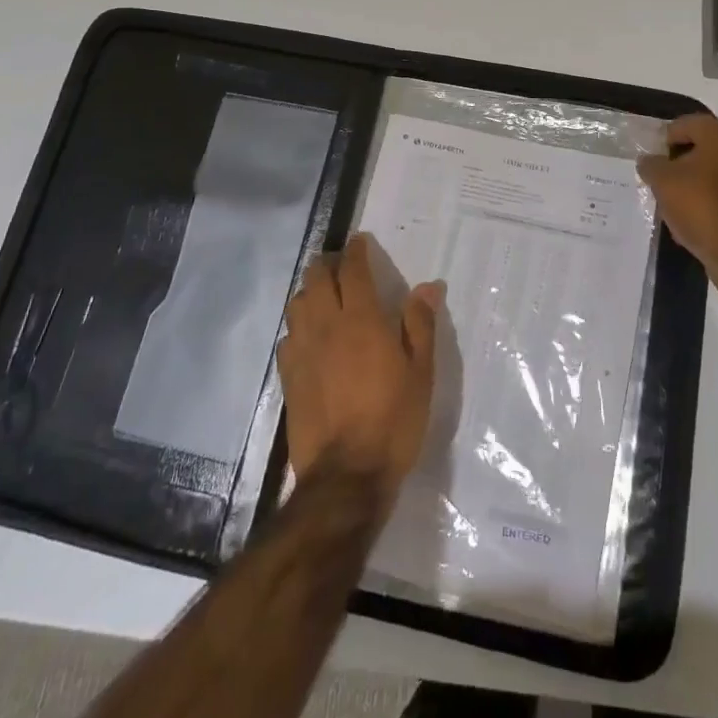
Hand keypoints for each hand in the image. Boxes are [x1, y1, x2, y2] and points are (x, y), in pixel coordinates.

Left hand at [277, 233, 440, 502]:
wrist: (346, 476)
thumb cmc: (393, 420)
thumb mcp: (421, 373)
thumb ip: (421, 324)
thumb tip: (428, 286)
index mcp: (362, 320)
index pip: (352, 270)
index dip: (355, 250)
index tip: (360, 241)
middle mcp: (327, 326)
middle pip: (317, 278)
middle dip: (328, 263)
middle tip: (342, 264)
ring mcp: (302, 350)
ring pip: (298, 303)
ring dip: (310, 291)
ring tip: (326, 296)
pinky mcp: (288, 376)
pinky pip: (288, 336)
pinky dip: (299, 325)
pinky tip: (311, 337)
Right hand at [638, 114, 717, 291]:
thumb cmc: (703, 208)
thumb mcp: (664, 182)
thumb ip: (651, 165)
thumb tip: (649, 160)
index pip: (686, 123)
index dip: (663, 139)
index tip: (650, 161)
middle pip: (700, 148)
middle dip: (676, 163)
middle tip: (657, 182)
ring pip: (710, 173)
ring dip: (689, 185)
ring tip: (670, 205)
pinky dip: (705, 203)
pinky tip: (690, 222)